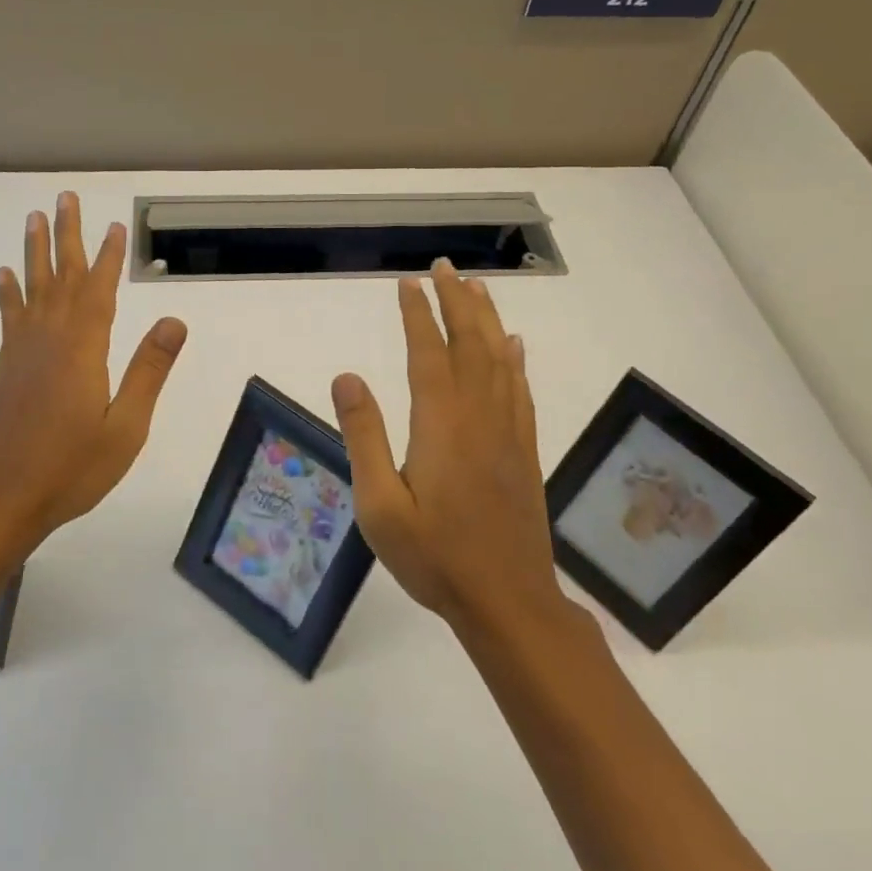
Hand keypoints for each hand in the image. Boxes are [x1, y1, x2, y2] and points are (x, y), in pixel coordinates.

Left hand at [0, 192, 187, 550]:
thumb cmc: (71, 469)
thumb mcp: (125, 427)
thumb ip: (148, 371)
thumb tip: (174, 321)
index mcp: (83, 350)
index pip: (99, 290)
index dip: (108, 256)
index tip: (115, 225)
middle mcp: (49, 339)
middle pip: (61, 276)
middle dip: (66, 235)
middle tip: (65, 197)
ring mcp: (21, 351)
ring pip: (32, 288)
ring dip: (35, 251)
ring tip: (33, 217)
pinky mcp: (5, 367)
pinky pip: (9, 316)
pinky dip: (8, 291)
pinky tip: (3, 273)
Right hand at [330, 260, 560, 629]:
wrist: (507, 602)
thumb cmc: (434, 556)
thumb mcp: (380, 504)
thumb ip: (363, 436)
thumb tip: (347, 376)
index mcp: (441, 424)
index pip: (428, 353)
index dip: (419, 313)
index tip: (408, 282)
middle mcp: (479, 416)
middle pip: (470, 344)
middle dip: (457, 301)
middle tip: (445, 268)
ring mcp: (507, 432)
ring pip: (500, 359)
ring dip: (487, 319)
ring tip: (477, 287)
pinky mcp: (524, 450)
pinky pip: (521, 390)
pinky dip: (515, 359)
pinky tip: (514, 344)